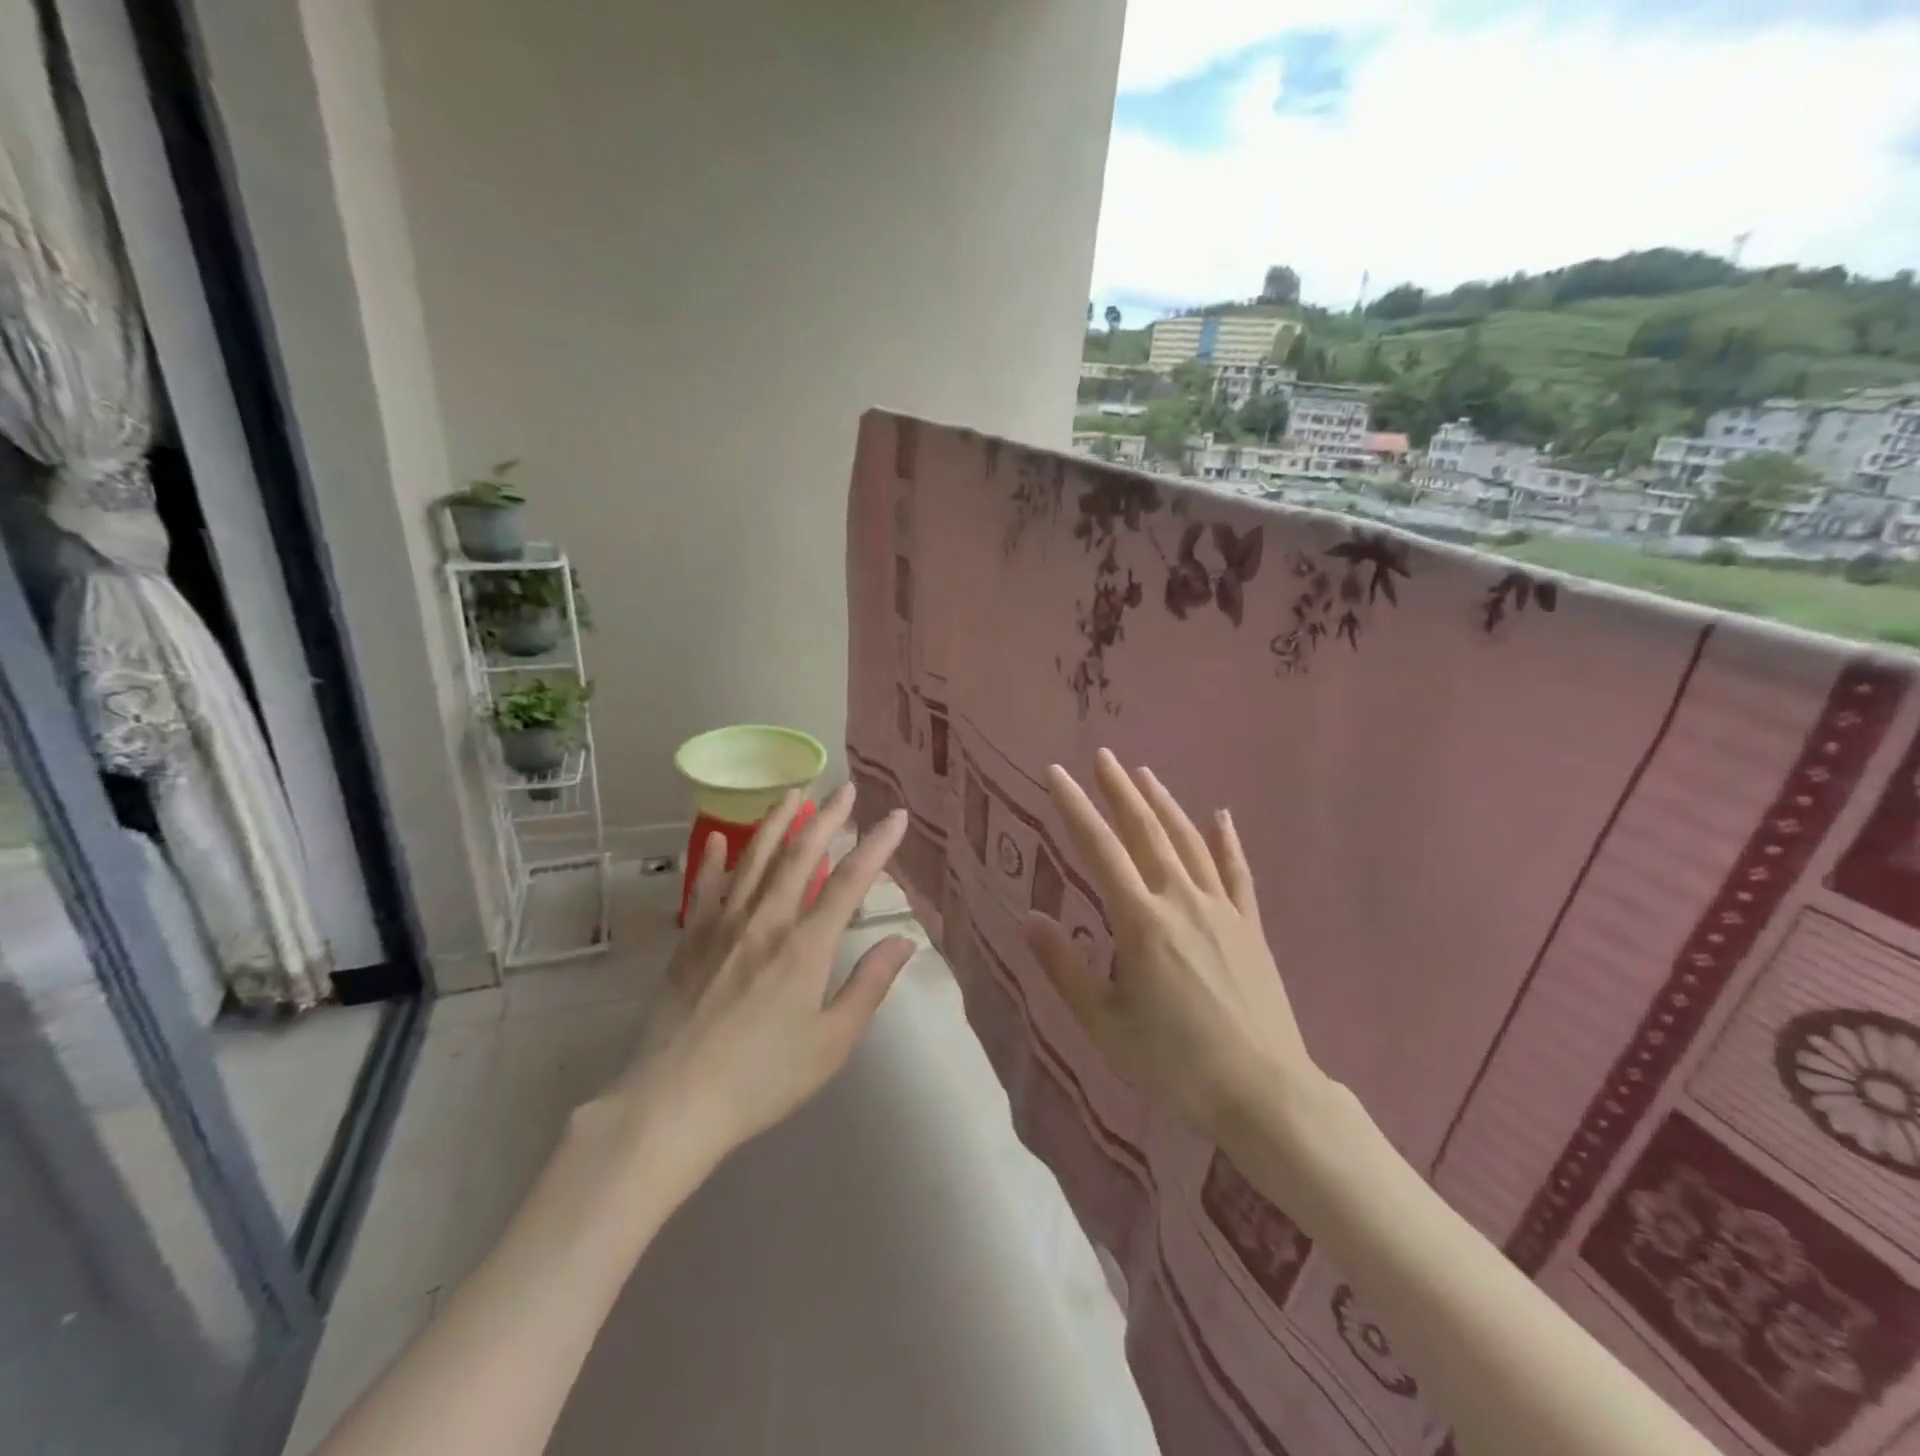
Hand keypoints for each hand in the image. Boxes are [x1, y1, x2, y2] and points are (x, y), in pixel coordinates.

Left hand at [609, 785, 915, 1174]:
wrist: (673, 1102)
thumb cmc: (763, 1078)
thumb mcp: (831, 1042)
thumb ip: (869, 985)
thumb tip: (903, 940)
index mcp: (806, 946)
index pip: (850, 881)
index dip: (877, 845)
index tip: (897, 816)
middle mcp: (766, 922)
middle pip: (801, 856)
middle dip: (828, 818)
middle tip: (846, 788)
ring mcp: (723, 926)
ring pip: (755, 859)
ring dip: (777, 823)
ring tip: (793, 793)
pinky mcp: (690, 941)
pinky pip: (704, 888)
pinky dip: (714, 859)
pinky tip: (719, 837)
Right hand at [1022, 749, 1320, 1143]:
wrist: (1263, 1093)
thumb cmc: (1174, 1063)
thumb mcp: (1104, 1023)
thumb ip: (1064, 967)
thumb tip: (1028, 918)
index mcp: (1140, 922)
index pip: (1099, 849)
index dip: (1075, 807)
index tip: (1056, 773)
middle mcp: (1180, 901)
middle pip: (1146, 832)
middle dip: (1120, 791)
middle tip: (1103, 756)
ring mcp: (1221, 910)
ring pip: (1188, 843)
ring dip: (1164, 805)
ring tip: (1145, 774)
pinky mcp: (1249, 927)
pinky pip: (1237, 873)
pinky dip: (1226, 842)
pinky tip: (1220, 817)